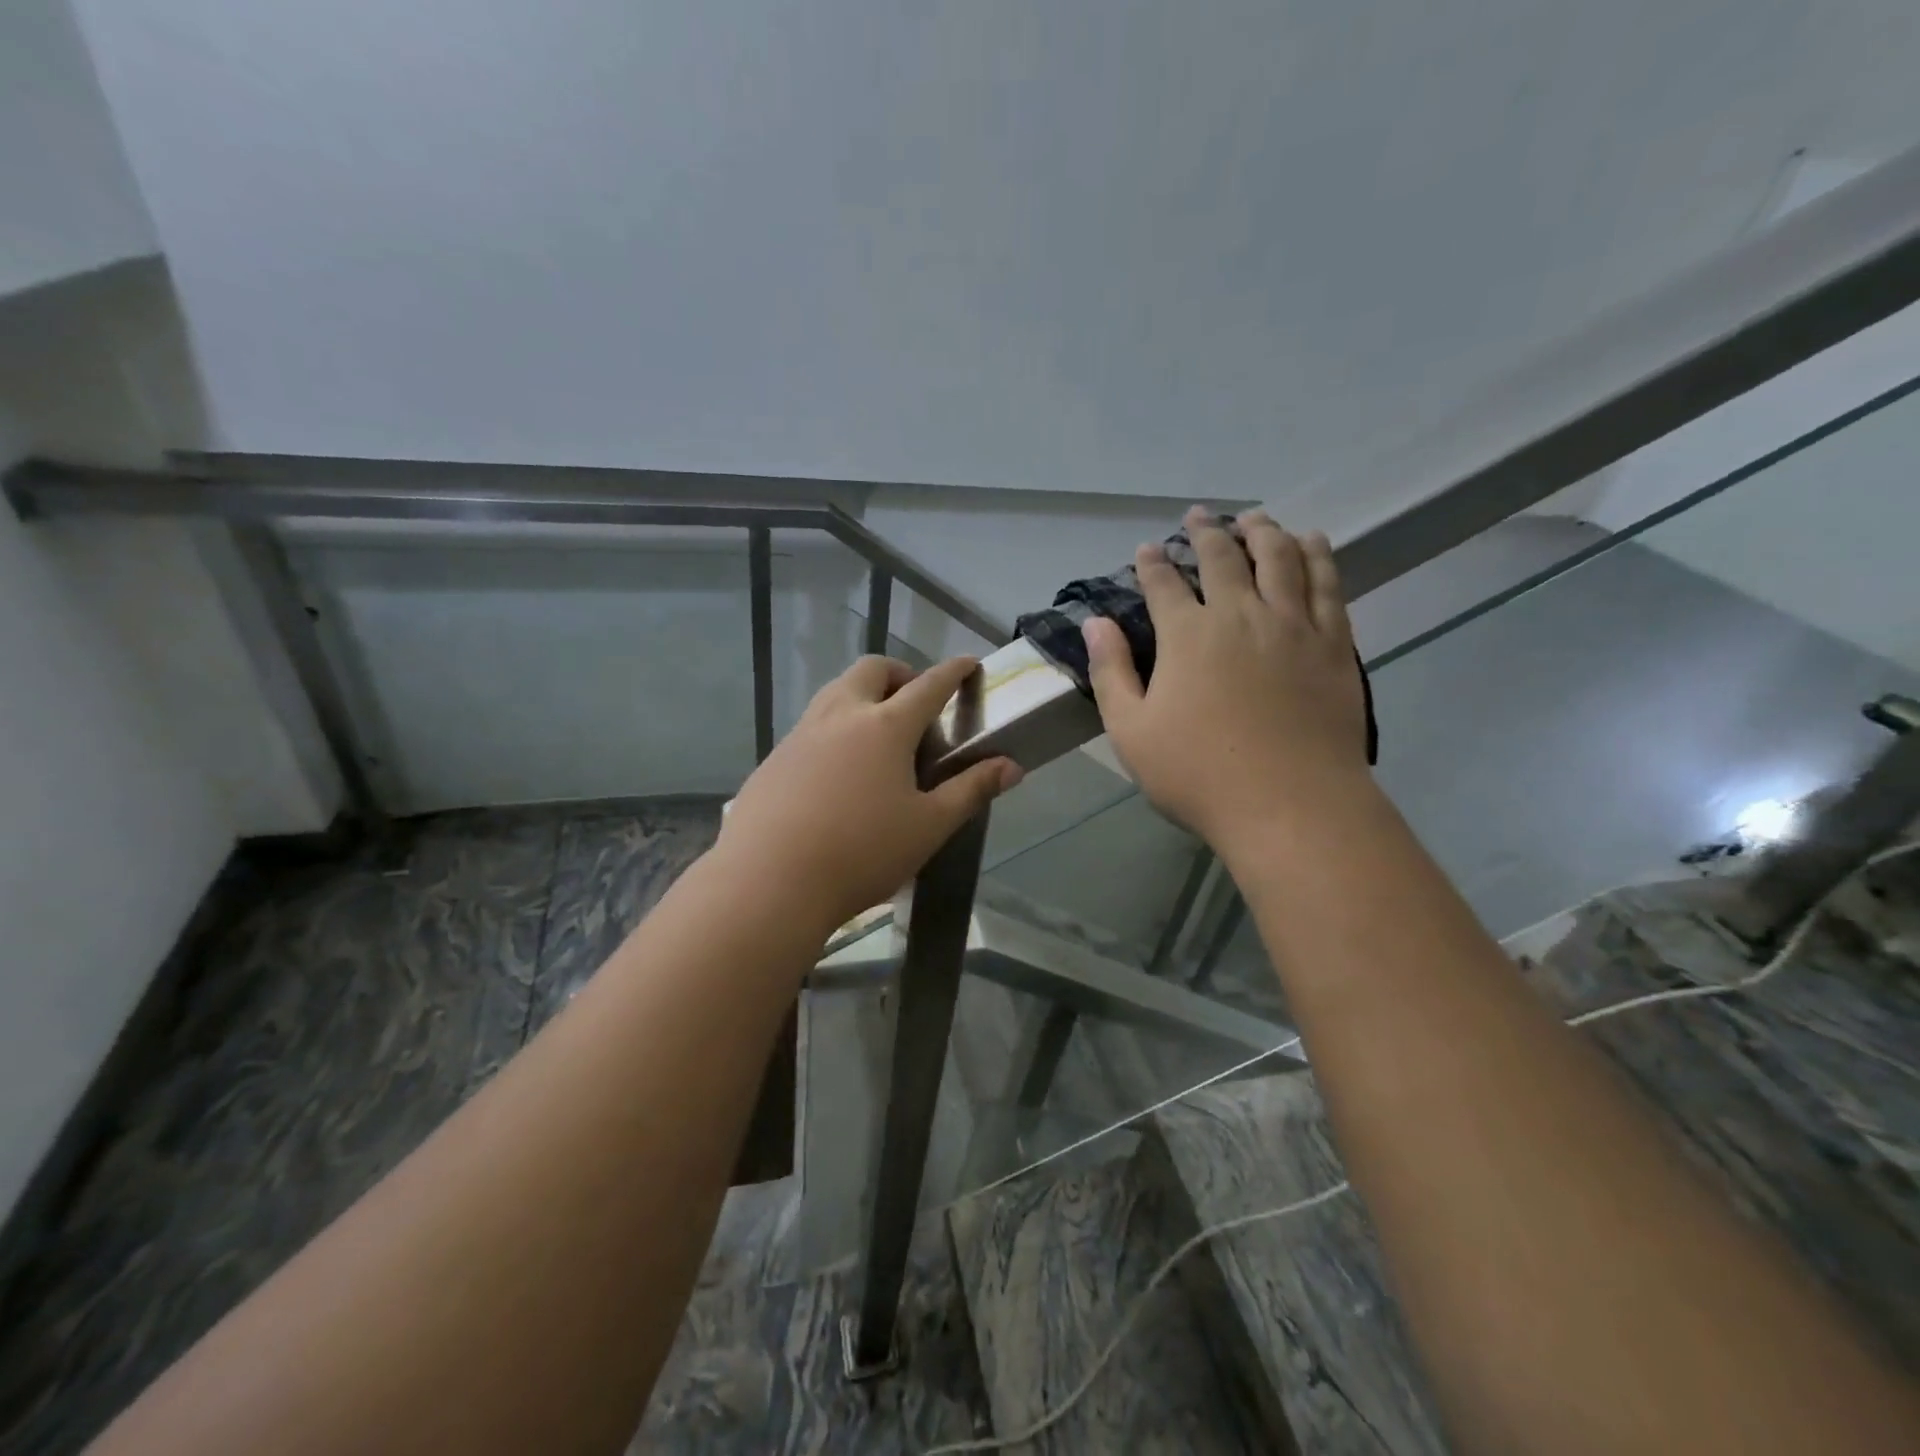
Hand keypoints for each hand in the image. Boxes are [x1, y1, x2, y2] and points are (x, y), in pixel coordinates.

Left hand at [716, 655, 1022, 935]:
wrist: (769, 882)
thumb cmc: (862, 853)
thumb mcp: (929, 826)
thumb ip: (971, 790)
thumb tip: (1012, 766)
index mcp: (886, 726)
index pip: (929, 685)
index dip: (954, 672)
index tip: (969, 663)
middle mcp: (841, 716)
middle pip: (873, 670)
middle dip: (901, 675)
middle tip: (916, 706)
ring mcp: (801, 734)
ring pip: (836, 692)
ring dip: (863, 697)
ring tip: (878, 737)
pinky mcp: (774, 759)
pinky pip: (811, 725)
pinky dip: (835, 728)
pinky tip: (837, 773)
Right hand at [1085, 506, 1371, 856]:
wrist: (1291, 805)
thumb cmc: (1199, 774)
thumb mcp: (1131, 731)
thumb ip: (1112, 672)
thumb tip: (1095, 623)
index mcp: (1187, 636)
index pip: (1164, 584)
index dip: (1153, 563)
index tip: (1147, 548)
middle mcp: (1240, 615)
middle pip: (1223, 558)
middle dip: (1206, 532)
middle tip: (1198, 514)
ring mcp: (1293, 625)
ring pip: (1279, 558)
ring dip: (1263, 531)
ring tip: (1254, 517)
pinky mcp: (1333, 644)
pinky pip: (1327, 584)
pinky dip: (1317, 555)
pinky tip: (1310, 542)